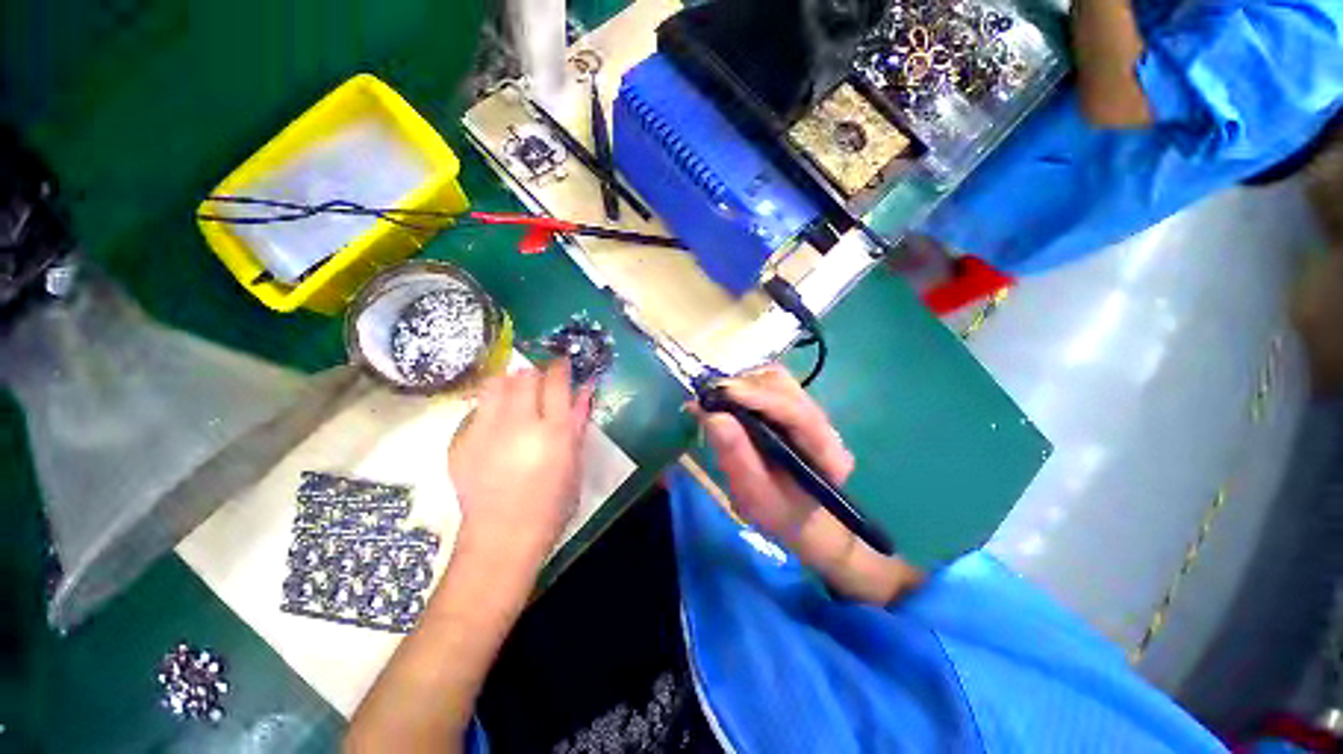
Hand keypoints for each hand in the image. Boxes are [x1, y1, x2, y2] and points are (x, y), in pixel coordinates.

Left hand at [449, 359, 593, 575]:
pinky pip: (477, 408)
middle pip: (524, 376)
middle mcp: (518, 424)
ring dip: (509, 383)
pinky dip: (490, 407)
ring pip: (495, 384)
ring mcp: (484, 431)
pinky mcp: (461, 442)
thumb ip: (578, 422)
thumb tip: (585, 389)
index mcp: (552, 432)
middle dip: (535, 374)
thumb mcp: (575, 463)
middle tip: (540, 385)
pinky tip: (496, 426)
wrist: (502, 537)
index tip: (562, 364)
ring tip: (516, 397)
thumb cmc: (551, 504)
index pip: (556, 381)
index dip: (560, 367)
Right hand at [695, 364, 921, 603]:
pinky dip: (743, 387)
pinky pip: (768, 385)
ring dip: (742, 385)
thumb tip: (711, 415)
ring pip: (776, 380)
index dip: (758, 398)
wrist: (796, 515)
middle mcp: (824, 424)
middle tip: (709, 397)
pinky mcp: (794, 405)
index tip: (721, 392)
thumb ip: (736, 457)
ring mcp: (810, 411)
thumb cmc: (777, 513)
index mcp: (827, 454)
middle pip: (786, 388)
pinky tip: (726, 400)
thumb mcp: (754, 495)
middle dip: (745, 387)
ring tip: (715, 399)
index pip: (797, 413)